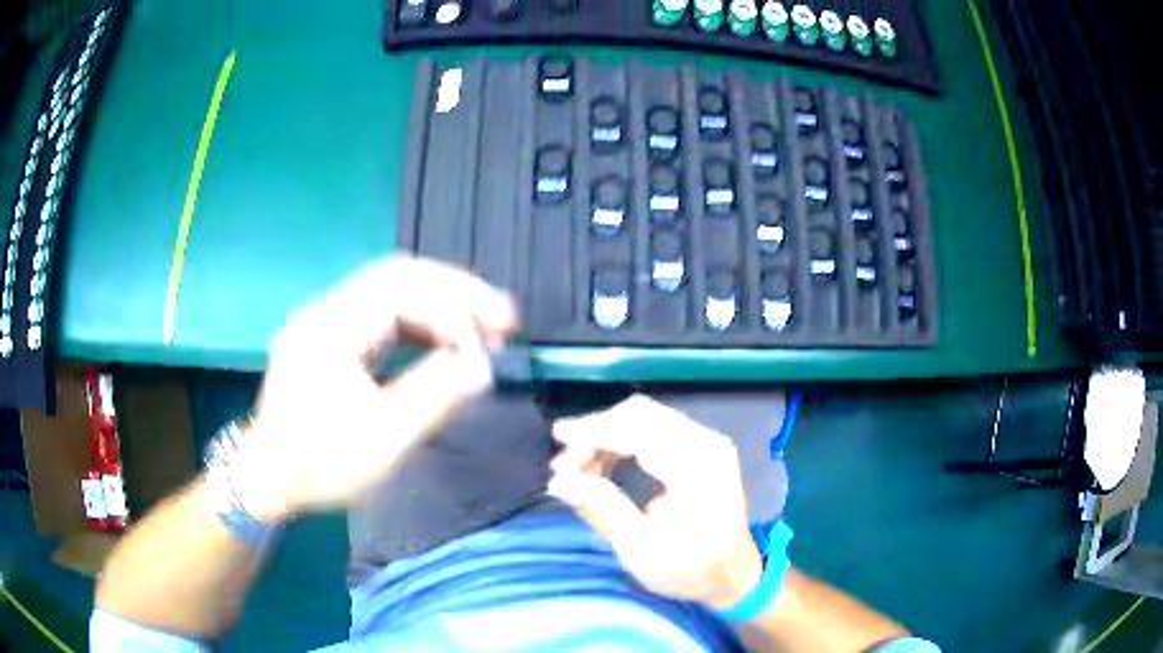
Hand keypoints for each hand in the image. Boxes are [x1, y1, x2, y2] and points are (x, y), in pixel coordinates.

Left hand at [229, 256, 517, 522]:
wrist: (266, 479)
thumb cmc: (320, 465)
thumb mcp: (382, 439)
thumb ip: (434, 396)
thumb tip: (483, 365)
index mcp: (332, 328)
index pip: (402, 291)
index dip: (455, 309)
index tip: (497, 339)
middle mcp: (326, 310)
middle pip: (398, 276)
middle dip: (455, 291)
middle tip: (503, 316)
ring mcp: (325, 321)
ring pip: (391, 291)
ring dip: (439, 304)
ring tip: (482, 327)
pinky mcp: (328, 337)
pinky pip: (380, 314)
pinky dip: (418, 323)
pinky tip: (442, 340)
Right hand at [547, 395, 762, 609]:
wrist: (733, 576)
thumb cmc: (691, 569)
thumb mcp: (642, 549)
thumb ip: (602, 509)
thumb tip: (559, 481)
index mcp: (698, 465)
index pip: (640, 429)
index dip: (595, 429)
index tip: (558, 438)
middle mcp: (706, 442)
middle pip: (641, 415)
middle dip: (597, 432)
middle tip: (565, 464)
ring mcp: (706, 443)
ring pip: (645, 419)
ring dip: (607, 436)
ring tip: (577, 467)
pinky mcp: (700, 450)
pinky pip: (654, 430)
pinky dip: (623, 442)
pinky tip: (602, 464)